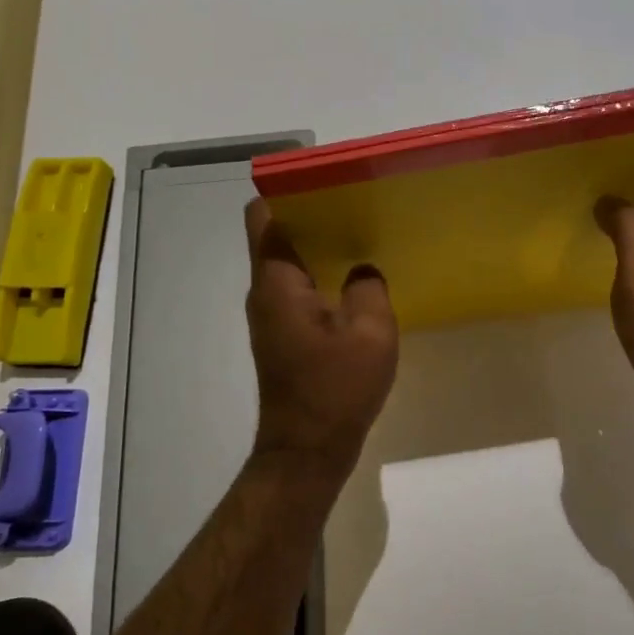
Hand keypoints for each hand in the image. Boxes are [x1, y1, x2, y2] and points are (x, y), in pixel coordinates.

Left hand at [244, 199, 398, 472]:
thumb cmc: (335, 389)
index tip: (327, 184)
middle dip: (312, 216)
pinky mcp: (282, 336)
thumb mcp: (370, 332)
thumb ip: (368, 286)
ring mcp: (270, 316)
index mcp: (277, 281)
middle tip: (357, 206)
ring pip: (288, 264)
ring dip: (319, 249)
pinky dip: (321, 277)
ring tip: (362, 237)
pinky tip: (356, 282)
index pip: (263, 216)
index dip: (288, 192)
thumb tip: (362, 268)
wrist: (307, 450)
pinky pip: (297, 290)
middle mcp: (264, 292)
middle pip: (277, 235)